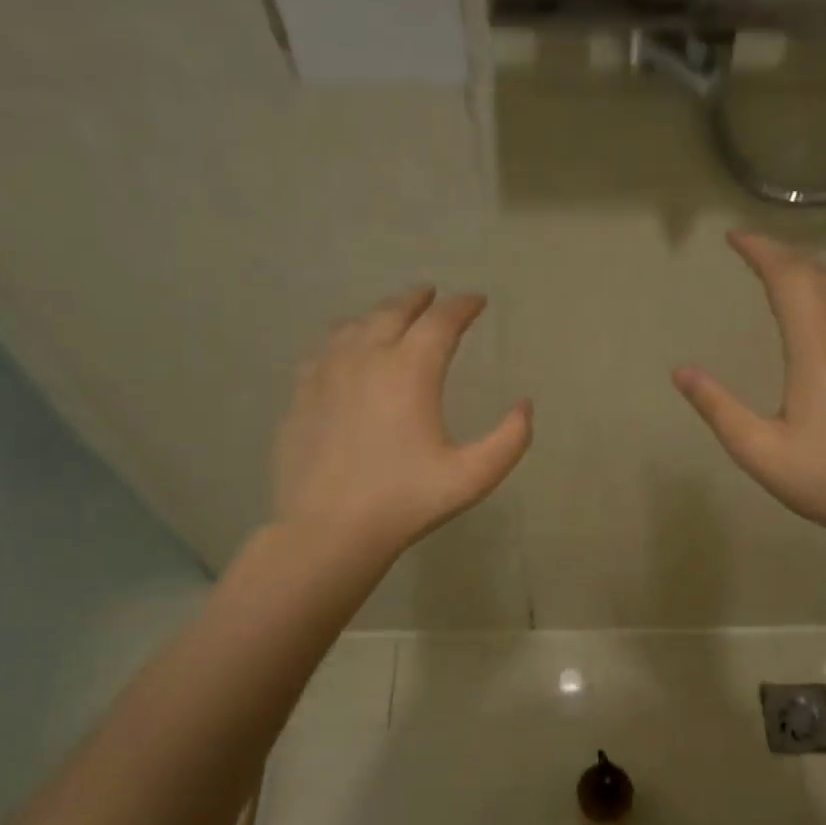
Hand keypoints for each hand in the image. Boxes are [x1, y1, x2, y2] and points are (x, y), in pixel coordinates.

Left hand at [273, 287, 530, 559]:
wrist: (328, 529)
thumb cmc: (406, 501)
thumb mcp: (473, 476)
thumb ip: (509, 439)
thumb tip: (524, 405)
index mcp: (410, 371)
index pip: (441, 321)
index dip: (462, 306)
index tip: (477, 301)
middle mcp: (366, 357)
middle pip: (394, 311)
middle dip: (419, 299)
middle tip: (433, 295)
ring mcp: (326, 373)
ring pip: (355, 324)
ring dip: (380, 314)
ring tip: (393, 316)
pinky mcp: (300, 394)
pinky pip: (324, 349)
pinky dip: (345, 337)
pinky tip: (346, 349)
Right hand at [673, 232, 825, 549]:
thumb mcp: (758, 450)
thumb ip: (718, 407)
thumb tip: (680, 372)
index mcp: (817, 347)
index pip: (789, 278)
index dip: (761, 251)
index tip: (736, 238)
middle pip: (820, 276)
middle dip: (786, 257)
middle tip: (758, 253)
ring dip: (816, 275)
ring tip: (791, 277)